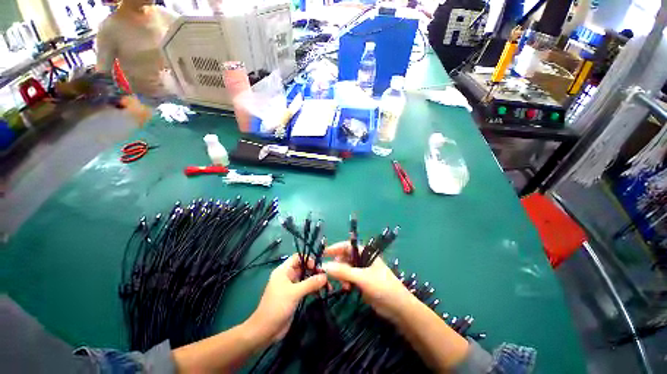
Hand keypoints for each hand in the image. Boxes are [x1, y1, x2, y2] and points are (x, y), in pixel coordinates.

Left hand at [247, 253, 326, 342]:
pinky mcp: (295, 296)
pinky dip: (314, 289)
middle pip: (304, 267)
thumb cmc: (277, 306)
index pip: (298, 258)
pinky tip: (322, 293)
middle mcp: (288, 276)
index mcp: (284, 270)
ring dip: (316, 281)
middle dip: (315, 271)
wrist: (266, 331)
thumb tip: (325, 276)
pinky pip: (306, 288)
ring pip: (306, 278)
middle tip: (326, 277)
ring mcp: (292, 286)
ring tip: (328, 286)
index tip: (317, 267)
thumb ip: (310, 283)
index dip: (308, 259)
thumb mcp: (294, 293)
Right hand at [321, 242, 413, 320]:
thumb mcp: (362, 278)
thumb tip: (324, 266)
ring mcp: (362, 271)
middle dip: (337, 264)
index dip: (335, 248)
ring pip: (346, 269)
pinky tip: (346, 288)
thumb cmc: (382, 287)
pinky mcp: (362, 282)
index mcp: (365, 253)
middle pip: (345, 257)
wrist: (398, 307)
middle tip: (329, 273)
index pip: (347, 246)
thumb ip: (343, 272)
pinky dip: (345, 282)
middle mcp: (363, 260)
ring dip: (341, 275)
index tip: (324, 254)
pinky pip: (349, 278)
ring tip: (342, 284)